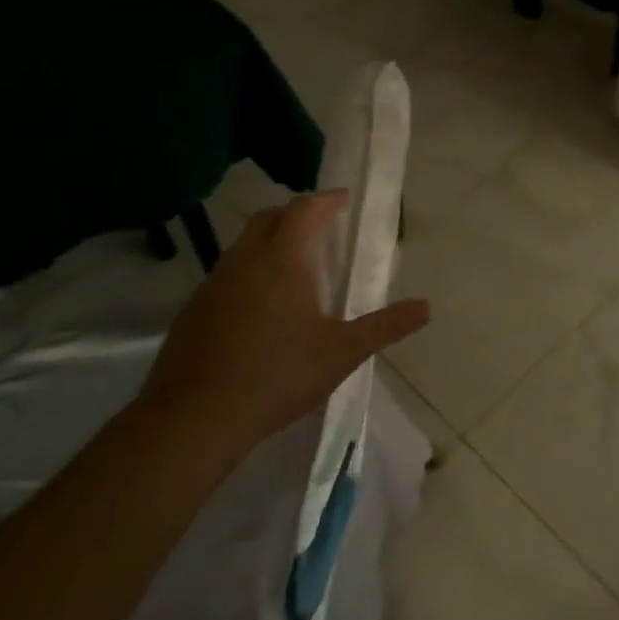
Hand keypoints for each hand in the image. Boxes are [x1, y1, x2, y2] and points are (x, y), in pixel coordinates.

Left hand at [138, 192, 429, 457]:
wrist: (192, 419)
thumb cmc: (278, 376)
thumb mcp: (342, 353)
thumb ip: (386, 326)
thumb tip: (427, 306)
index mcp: (285, 260)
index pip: (305, 209)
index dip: (327, 200)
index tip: (344, 201)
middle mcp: (246, 261)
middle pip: (269, 217)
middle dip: (297, 214)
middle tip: (322, 228)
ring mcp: (214, 284)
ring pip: (244, 244)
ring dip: (270, 241)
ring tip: (295, 267)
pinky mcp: (193, 310)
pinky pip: (227, 273)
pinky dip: (249, 271)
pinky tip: (260, 307)